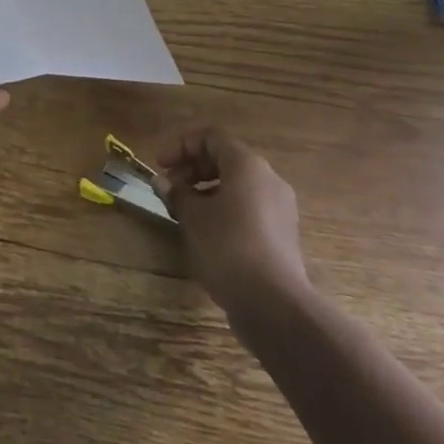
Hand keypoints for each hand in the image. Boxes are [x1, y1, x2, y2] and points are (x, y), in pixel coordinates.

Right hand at [155, 127, 308, 314]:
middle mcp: (268, 179)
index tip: (160, 165)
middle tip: (170, 188)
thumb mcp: (193, 217)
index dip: (181, 145)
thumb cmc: (228, 247)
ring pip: (237, 186)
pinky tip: (207, 234)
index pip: (211, 137)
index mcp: (247, 165)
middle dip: (193, 169)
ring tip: (184, 213)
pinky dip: (225, 210)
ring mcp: (280, 209)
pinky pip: (248, 209)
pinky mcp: (282, 236)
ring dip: (207, 191)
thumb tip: (162, 182)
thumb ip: (176, 194)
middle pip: (226, 159)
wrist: (275, 305)